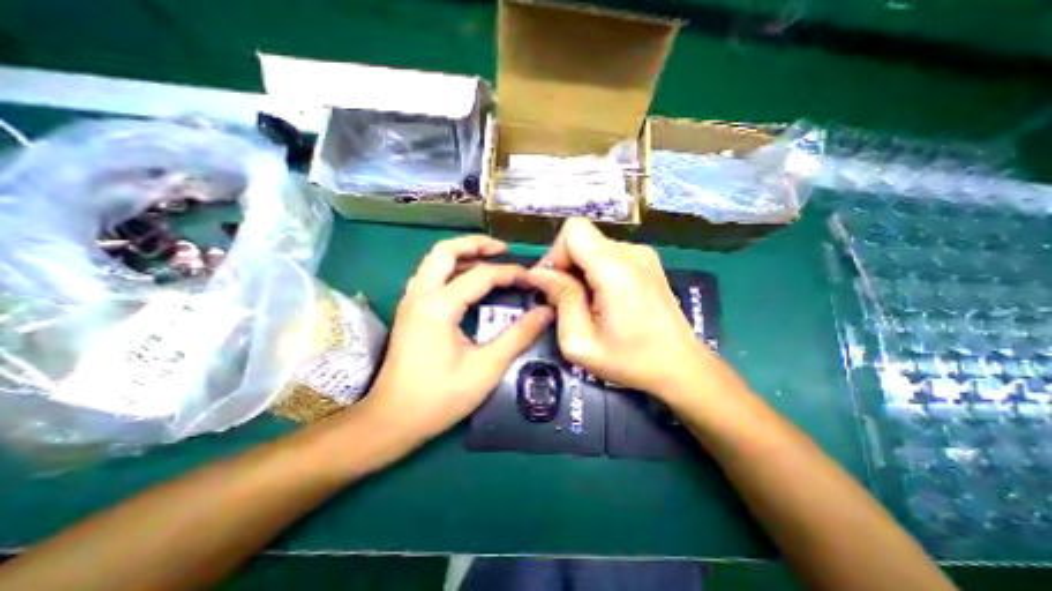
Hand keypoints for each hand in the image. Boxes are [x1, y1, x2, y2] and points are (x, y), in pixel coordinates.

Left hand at [360, 235, 551, 443]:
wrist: (391, 421)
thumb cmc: (439, 398)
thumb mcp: (486, 369)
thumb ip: (518, 336)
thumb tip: (545, 313)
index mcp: (438, 307)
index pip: (481, 275)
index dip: (510, 273)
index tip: (532, 278)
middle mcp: (420, 296)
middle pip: (445, 251)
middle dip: (475, 244)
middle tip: (502, 249)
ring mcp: (410, 302)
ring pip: (434, 261)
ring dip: (461, 254)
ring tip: (488, 260)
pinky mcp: (409, 312)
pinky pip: (430, 277)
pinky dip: (451, 270)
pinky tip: (466, 282)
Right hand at [525, 220, 715, 399]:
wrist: (681, 366)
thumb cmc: (630, 360)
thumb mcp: (581, 341)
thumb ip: (560, 300)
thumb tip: (538, 273)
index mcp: (615, 268)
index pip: (573, 230)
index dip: (556, 253)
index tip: (553, 285)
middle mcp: (631, 252)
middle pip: (581, 238)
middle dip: (565, 266)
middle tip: (565, 301)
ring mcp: (642, 254)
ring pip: (592, 247)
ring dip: (579, 271)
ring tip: (586, 304)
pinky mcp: (646, 261)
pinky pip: (607, 255)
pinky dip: (595, 271)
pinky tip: (603, 299)